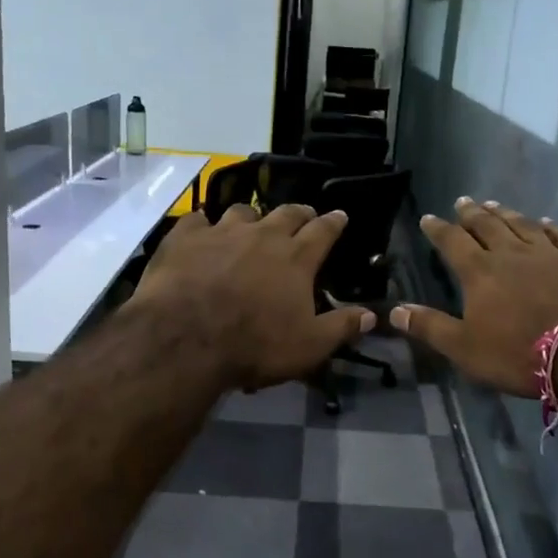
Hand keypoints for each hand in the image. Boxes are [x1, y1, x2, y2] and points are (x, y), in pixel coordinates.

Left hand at [134, 203, 375, 389]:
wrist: (186, 339)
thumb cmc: (255, 345)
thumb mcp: (309, 346)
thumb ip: (342, 327)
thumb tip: (372, 315)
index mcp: (296, 258)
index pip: (323, 231)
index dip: (334, 222)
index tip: (340, 215)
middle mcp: (263, 235)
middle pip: (286, 213)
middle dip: (299, 213)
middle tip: (303, 215)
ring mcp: (221, 232)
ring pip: (243, 211)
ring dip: (252, 217)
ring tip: (251, 225)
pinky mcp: (185, 237)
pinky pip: (197, 220)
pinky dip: (203, 225)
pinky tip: (201, 233)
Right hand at [390, 199, 557, 395]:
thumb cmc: (519, 353)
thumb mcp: (465, 348)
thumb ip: (430, 327)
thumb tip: (394, 311)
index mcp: (480, 272)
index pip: (453, 243)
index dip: (439, 230)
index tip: (429, 218)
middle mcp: (512, 253)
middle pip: (488, 226)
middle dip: (472, 214)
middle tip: (463, 201)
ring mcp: (550, 253)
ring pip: (522, 225)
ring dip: (506, 214)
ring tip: (495, 204)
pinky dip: (550, 226)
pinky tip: (546, 222)